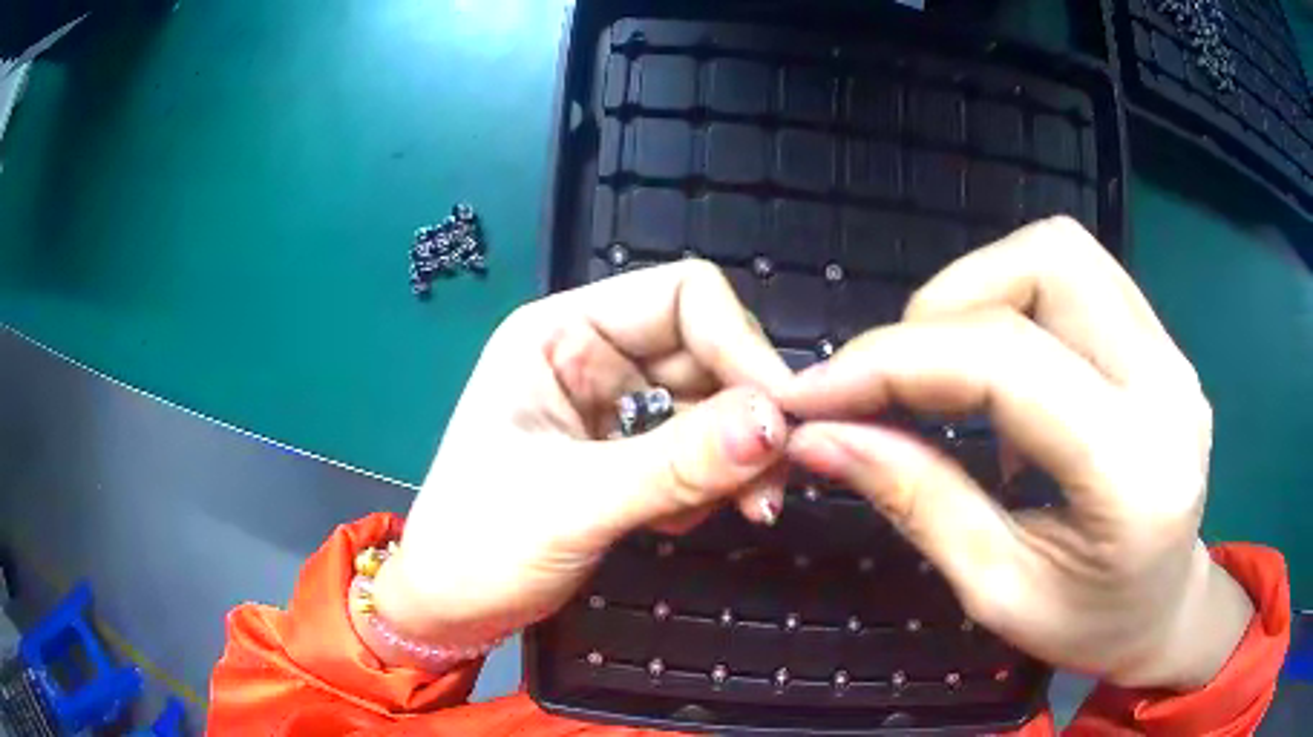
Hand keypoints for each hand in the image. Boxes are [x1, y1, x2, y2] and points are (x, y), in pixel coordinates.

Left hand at [372, 261, 793, 647]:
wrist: (452, 608)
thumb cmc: (480, 546)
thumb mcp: (574, 503)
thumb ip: (677, 464)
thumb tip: (775, 424)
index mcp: (561, 333)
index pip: (682, 296)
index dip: (740, 345)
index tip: (781, 417)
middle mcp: (593, 354)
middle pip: (708, 350)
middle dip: (747, 413)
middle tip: (771, 486)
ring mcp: (613, 403)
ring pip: (713, 402)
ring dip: (738, 456)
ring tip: (737, 511)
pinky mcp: (627, 449)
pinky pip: (699, 445)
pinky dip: (710, 480)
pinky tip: (677, 521)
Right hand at [778, 217, 1253, 689]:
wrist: (1167, 610)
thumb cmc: (1089, 628)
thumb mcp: (997, 592)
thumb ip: (917, 502)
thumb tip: (822, 438)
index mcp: (1133, 473)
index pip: (1008, 364)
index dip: (896, 361)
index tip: (816, 391)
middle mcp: (1167, 386)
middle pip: (1046, 263)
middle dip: (946, 302)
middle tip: (899, 378)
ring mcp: (1172, 353)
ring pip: (1061, 253)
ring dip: (982, 292)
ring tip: (952, 374)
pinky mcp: (1163, 343)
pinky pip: (1079, 279)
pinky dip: (1018, 303)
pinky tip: (1007, 376)